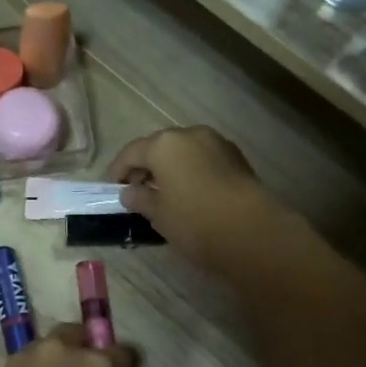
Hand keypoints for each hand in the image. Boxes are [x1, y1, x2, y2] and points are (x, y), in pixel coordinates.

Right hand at [109, 126, 282, 270]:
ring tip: (164, 193)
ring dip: (170, 167)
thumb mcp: (159, 215)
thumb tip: (130, 192)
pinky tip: (190, 193)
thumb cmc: (195, 222)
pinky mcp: (236, 158)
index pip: (131, 152)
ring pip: (184, 151)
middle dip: (146, 166)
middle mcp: (190, 134)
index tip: (112, 188)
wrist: (253, 232)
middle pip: (159, 146)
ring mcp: (217, 143)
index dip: (118, 170)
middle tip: (137, 190)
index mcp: (164, 144)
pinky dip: (191, 170)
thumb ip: (140, 199)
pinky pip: (203, 159)